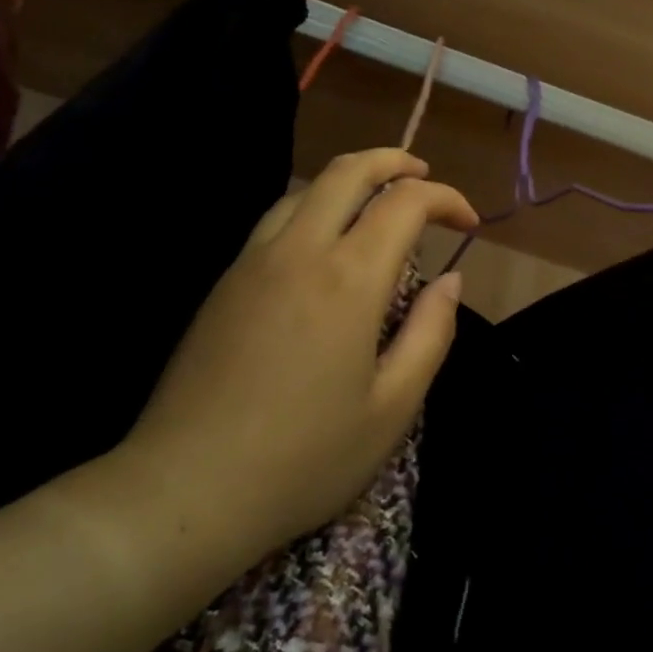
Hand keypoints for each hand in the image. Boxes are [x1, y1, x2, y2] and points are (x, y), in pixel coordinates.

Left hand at [105, 149, 476, 581]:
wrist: (184, 490)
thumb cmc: (303, 458)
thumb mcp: (392, 408)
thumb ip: (431, 333)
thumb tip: (451, 279)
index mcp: (348, 279)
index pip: (405, 203)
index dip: (445, 198)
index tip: (468, 223)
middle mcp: (299, 251)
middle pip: (347, 171)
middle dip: (393, 161)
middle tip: (423, 176)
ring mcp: (253, 261)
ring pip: (306, 189)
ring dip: (350, 180)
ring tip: (378, 201)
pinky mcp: (225, 282)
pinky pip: (277, 219)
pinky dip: (315, 207)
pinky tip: (325, 242)